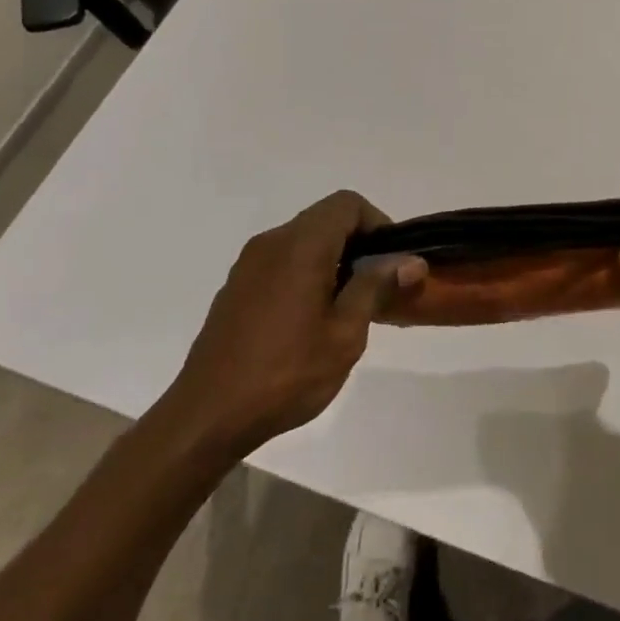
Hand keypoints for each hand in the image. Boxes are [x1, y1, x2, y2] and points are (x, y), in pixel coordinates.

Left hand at [161, 191, 425, 457]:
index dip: (377, 223)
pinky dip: (306, 274)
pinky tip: (309, 321)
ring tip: (347, 308)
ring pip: (303, 241)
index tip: (390, 262)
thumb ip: (376, 287)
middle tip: (377, 288)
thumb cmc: (286, 374)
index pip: (346, 204)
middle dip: (358, 244)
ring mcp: (248, 265)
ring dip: (332, 260)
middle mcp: (271, 243)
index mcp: (300, 246)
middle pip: (325, 219)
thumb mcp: (345, 334)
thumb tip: (411, 260)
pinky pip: (281, 262)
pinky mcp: (236, 288)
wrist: (207, 416)